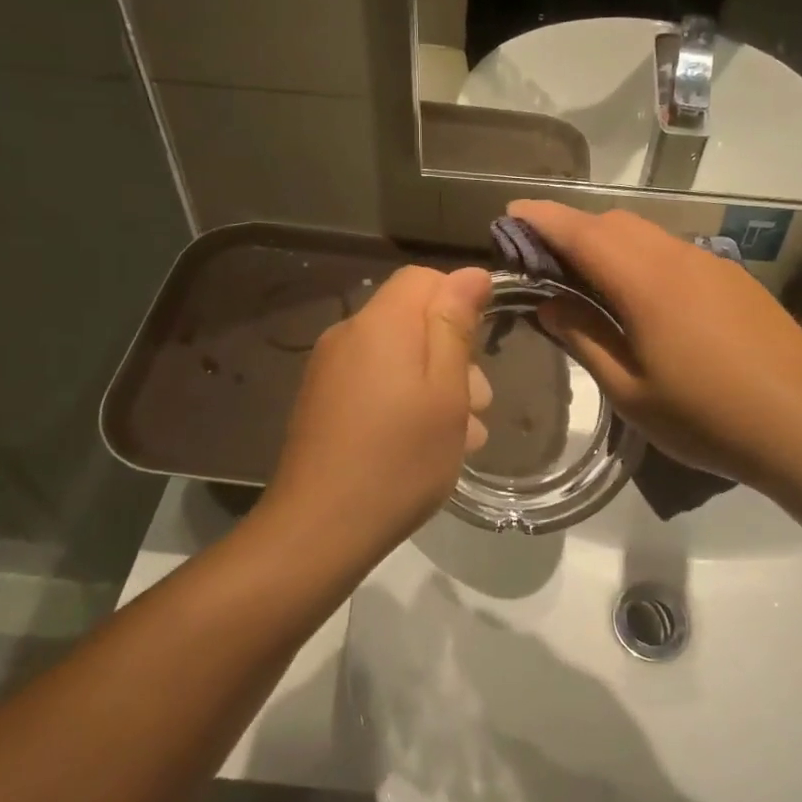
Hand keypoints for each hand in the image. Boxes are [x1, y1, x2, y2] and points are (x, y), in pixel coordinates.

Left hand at [267, 266, 493, 555]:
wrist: (319, 528)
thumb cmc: (400, 459)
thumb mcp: (446, 391)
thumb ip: (456, 326)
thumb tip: (472, 273)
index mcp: (381, 324)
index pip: (424, 279)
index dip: (459, 299)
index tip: (483, 344)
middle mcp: (348, 335)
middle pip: (410, 318)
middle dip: (452, 351)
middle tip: (478, 405)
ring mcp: (329, 370)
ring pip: (396, 356)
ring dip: (434, 383)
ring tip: (460, 436)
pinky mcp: (321, 401)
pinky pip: (373, 382)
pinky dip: (404, 401)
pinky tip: (424, 444)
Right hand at [507, 201, 801, 491]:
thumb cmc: (707, 418)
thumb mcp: (631, 391)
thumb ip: (585, 340)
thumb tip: (550, 305)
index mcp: (646, 283)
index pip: (582, 233)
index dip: (543, 218)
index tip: (511, 212)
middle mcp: (678, 258)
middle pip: (614, 223)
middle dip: (572, 229)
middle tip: (543, 260)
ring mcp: (712, 264)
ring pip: (647, 234)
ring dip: (608, 242)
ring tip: (587, 279)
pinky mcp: (734, 278)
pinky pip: (674, 251)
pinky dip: (642, 256)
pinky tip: (642, 297)